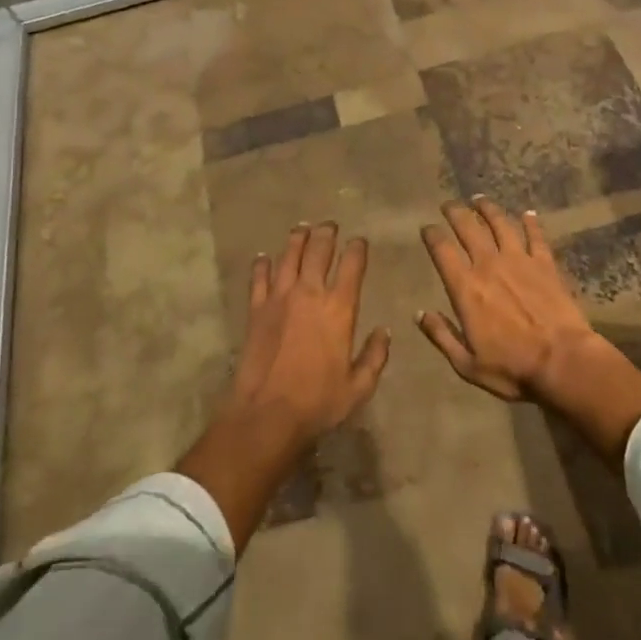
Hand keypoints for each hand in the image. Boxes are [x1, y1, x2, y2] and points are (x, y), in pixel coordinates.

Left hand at [222, 221, 390, 447]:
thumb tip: (384, 331)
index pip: (352, 265)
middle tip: (330, 225)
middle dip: (327, 233)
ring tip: (302, 228)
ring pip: (289, 256)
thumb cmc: (318, 402)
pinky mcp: (256, 309)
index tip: (360, 241)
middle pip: (319, 250)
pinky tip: (264, 257)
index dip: (357, 248)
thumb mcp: (359, 386)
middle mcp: (310, 293)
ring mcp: (279, 298)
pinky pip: (259, 278)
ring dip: (297, 239)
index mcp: (340, 308)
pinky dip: (262, 264)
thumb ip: (375, 356)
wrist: (267, 414)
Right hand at [416, 198, 599, 402]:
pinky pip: (536, 236)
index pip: (442, 251)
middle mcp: (489, 265)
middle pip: (468, 229)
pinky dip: (531, 223)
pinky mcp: (545, 264)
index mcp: (466, 288)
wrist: (562, 361)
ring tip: (479, 200)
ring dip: (488, 209)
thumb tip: (419, 314)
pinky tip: (527, 213)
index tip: (427, 228)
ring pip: (500, 224)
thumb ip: (441, 336)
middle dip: (455, 213)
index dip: (432, 235)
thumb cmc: (512, 368)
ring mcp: (520, 260)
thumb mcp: (466, 363)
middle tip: (448, 204)